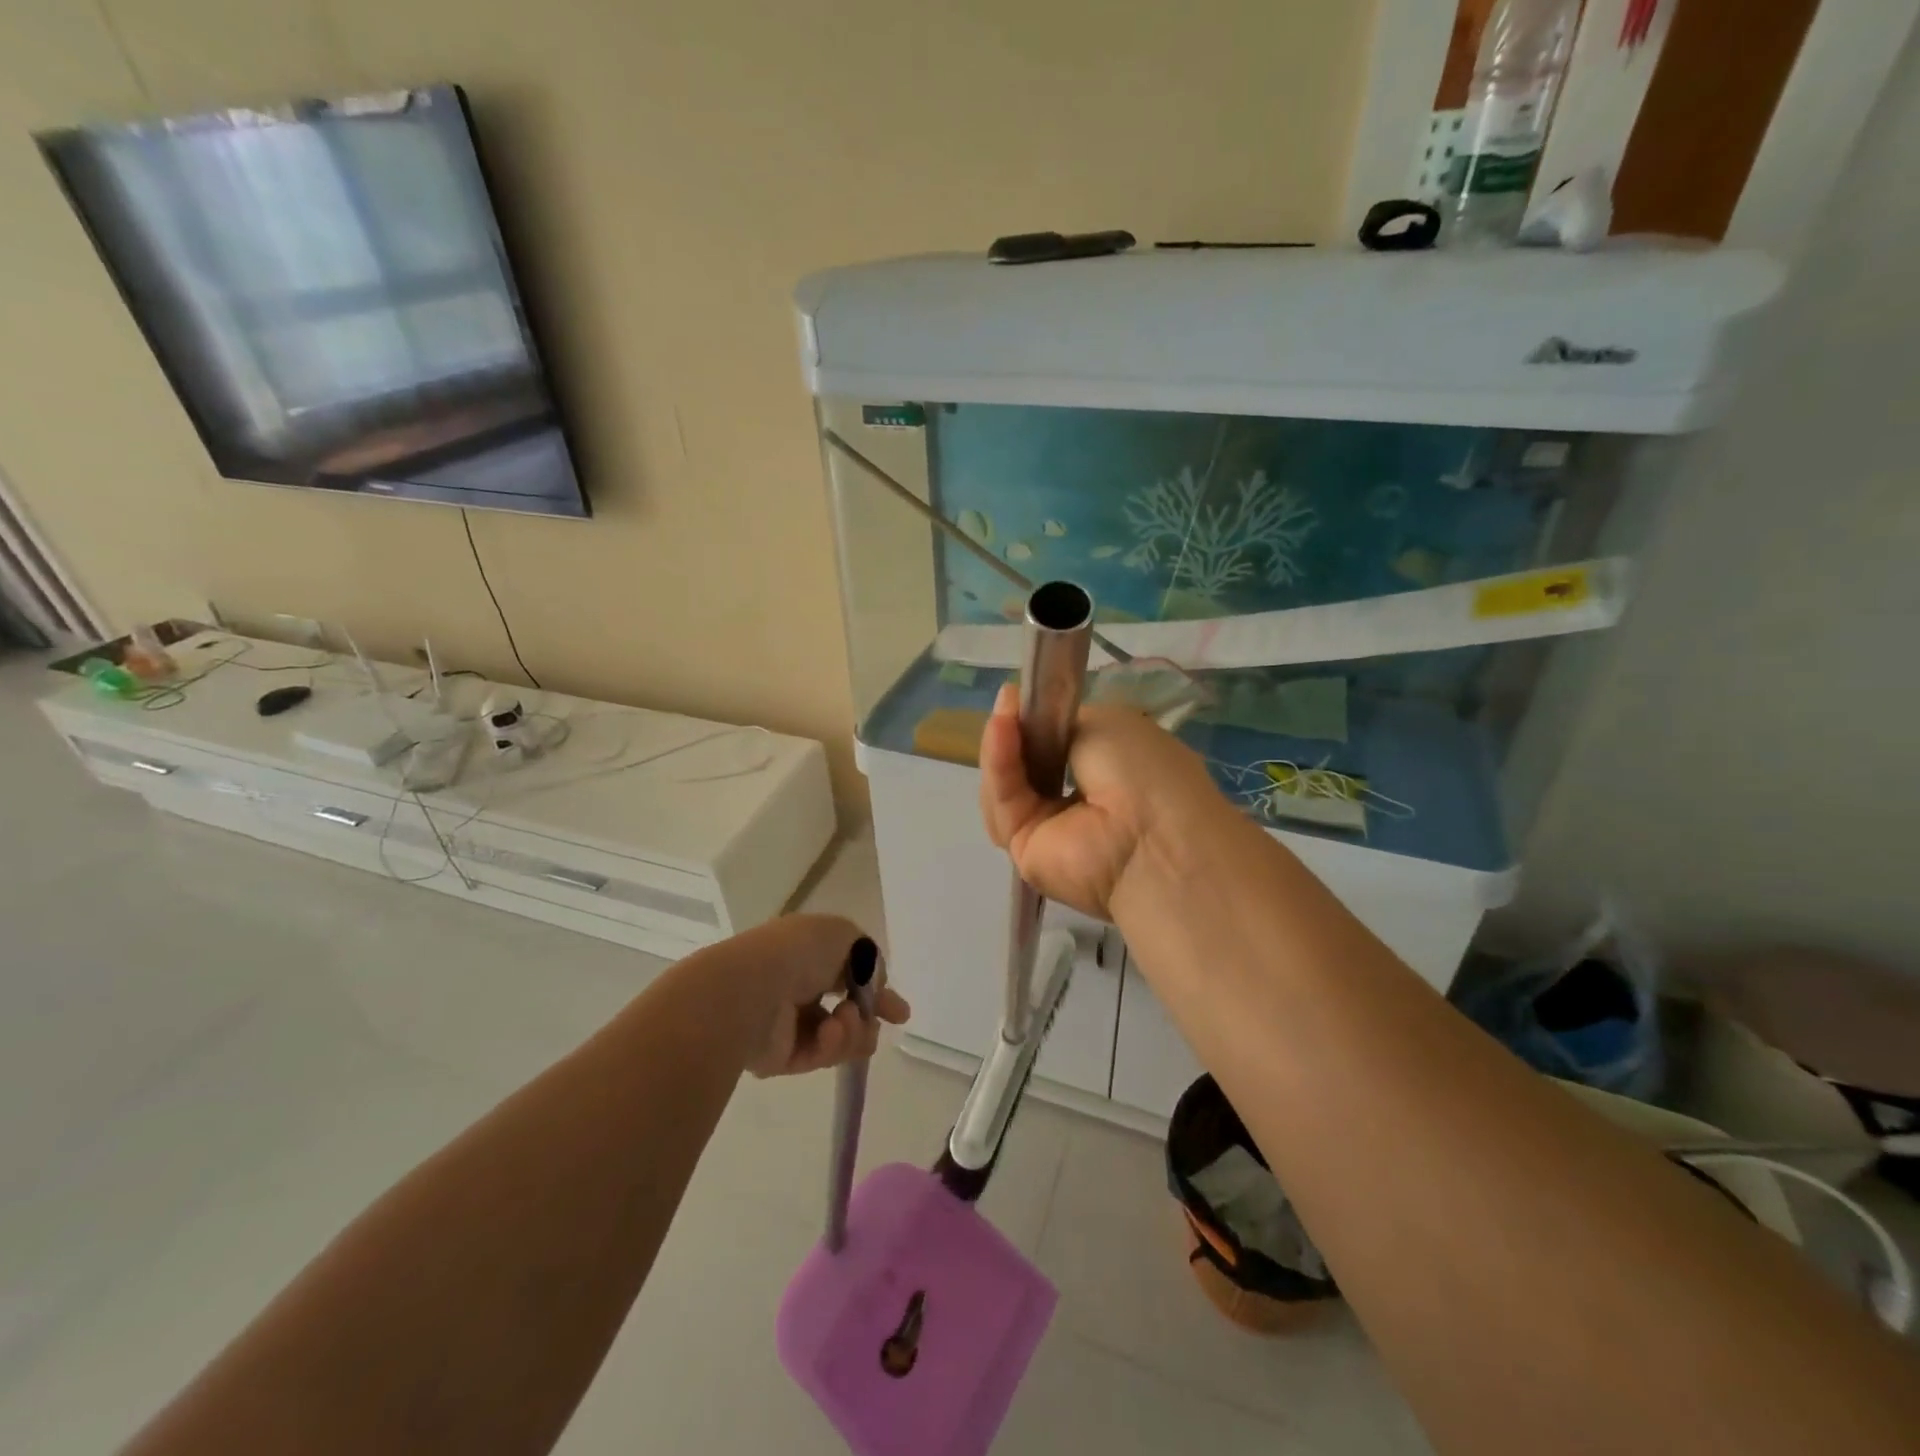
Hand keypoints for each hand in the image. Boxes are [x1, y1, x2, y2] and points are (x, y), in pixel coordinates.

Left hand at [737, 914, 910, 1077]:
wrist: (751, 990)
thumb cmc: (798, 952)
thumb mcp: (846, 936)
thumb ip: (868, 959)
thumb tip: (872, 986)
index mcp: (807, 952)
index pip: (849, 973)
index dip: (878, 990)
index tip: (900, 1012)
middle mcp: (798, 986)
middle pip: (847, 1010)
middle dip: (869, 1016)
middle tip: (889, 1020)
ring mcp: (788, 1024)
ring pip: (840, 1036)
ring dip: (852, 1028)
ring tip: (843, 1019)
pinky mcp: (781, 1058)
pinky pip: (820, 1056)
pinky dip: (831, 1045)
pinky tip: (827, 1033)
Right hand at [978, 682, 1223, 920]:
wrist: (1152, 835)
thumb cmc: (1144, 771)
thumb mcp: (1105, 724)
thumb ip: (1064, 723)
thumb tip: (1038, 721)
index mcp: (1104, 772)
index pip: (1053, 746)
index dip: (1035, 720)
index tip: (1019, 695)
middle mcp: (1074, 801)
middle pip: (1022, 765)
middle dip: (1012, 732)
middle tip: (1007, 702)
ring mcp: (1047, 827)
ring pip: (1006, 784)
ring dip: (1000, 746)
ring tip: (1002, 716)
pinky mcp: (1023, 847)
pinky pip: (1004, 803)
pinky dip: (998, 765)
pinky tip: (1000, 731)